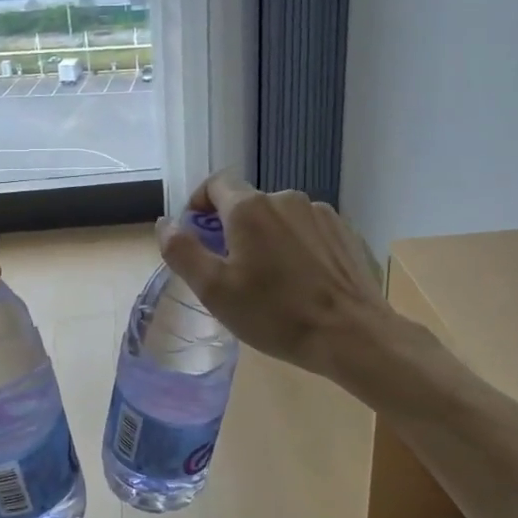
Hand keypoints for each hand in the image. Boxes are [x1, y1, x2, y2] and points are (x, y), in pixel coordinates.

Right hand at [159, 172, 400, 389]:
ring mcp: (320, 213)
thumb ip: (182, 251)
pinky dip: (296, 247)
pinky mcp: (344, 231)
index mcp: (249, 208)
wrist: (352, 334)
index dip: (199, 203)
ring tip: (270, 280)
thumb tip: (165, 223)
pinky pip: (307, 231)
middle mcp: (285, 199)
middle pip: (247, 203)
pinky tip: (301, 281)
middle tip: (231, 271)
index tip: (195, 233)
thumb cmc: (275, 314)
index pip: (215, 183)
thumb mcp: (214, 290)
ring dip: (266, 238)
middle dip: (232, 229)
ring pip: (279, 218)